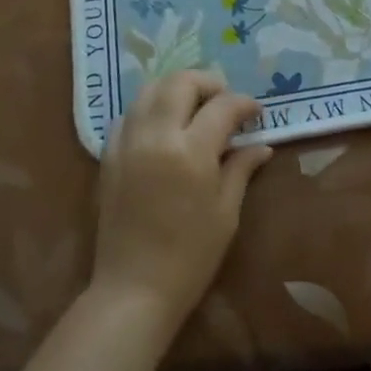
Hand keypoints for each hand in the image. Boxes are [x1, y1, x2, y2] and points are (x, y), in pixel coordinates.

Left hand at [92, 71, 272, 333]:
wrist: (134, 289)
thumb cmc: (190, 256)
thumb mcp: (226, 213)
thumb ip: (241, 169)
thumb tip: (261, 145)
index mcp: (191, 151)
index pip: (222, 106)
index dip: (243, 103)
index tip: (255, 112)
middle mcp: (156, 136)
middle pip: (181, 82)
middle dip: (208, 82)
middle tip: (224, 100)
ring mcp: (128, 142)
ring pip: (150, 89)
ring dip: (176, 88)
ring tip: (194, 105)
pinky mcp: (109, 154)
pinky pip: (129, 114)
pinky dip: (149, 108)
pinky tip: (163, 125)